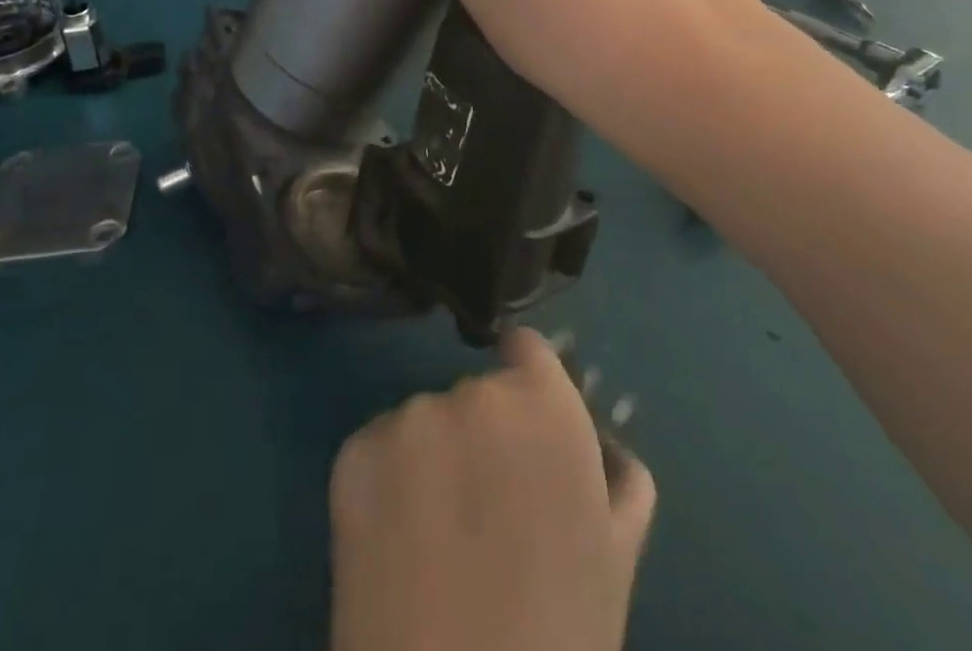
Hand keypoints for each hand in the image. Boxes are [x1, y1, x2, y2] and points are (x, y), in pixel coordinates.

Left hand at [329, 327, 656, 650]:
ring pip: (425, 423)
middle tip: (487, 513)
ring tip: (439, 542)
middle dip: (483, 435)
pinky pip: (379, 450)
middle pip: (476, 394)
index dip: (527, 380)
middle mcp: (472, 392)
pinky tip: (396, 547)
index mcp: (544, 404)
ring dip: (433, 459)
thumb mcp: (617, 552)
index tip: (523, 425)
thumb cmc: (560, 637)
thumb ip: (616, 472)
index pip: (527, 349)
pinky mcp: (354, 452)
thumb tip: (599, 436)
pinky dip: (387, 483)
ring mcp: (408, 418)